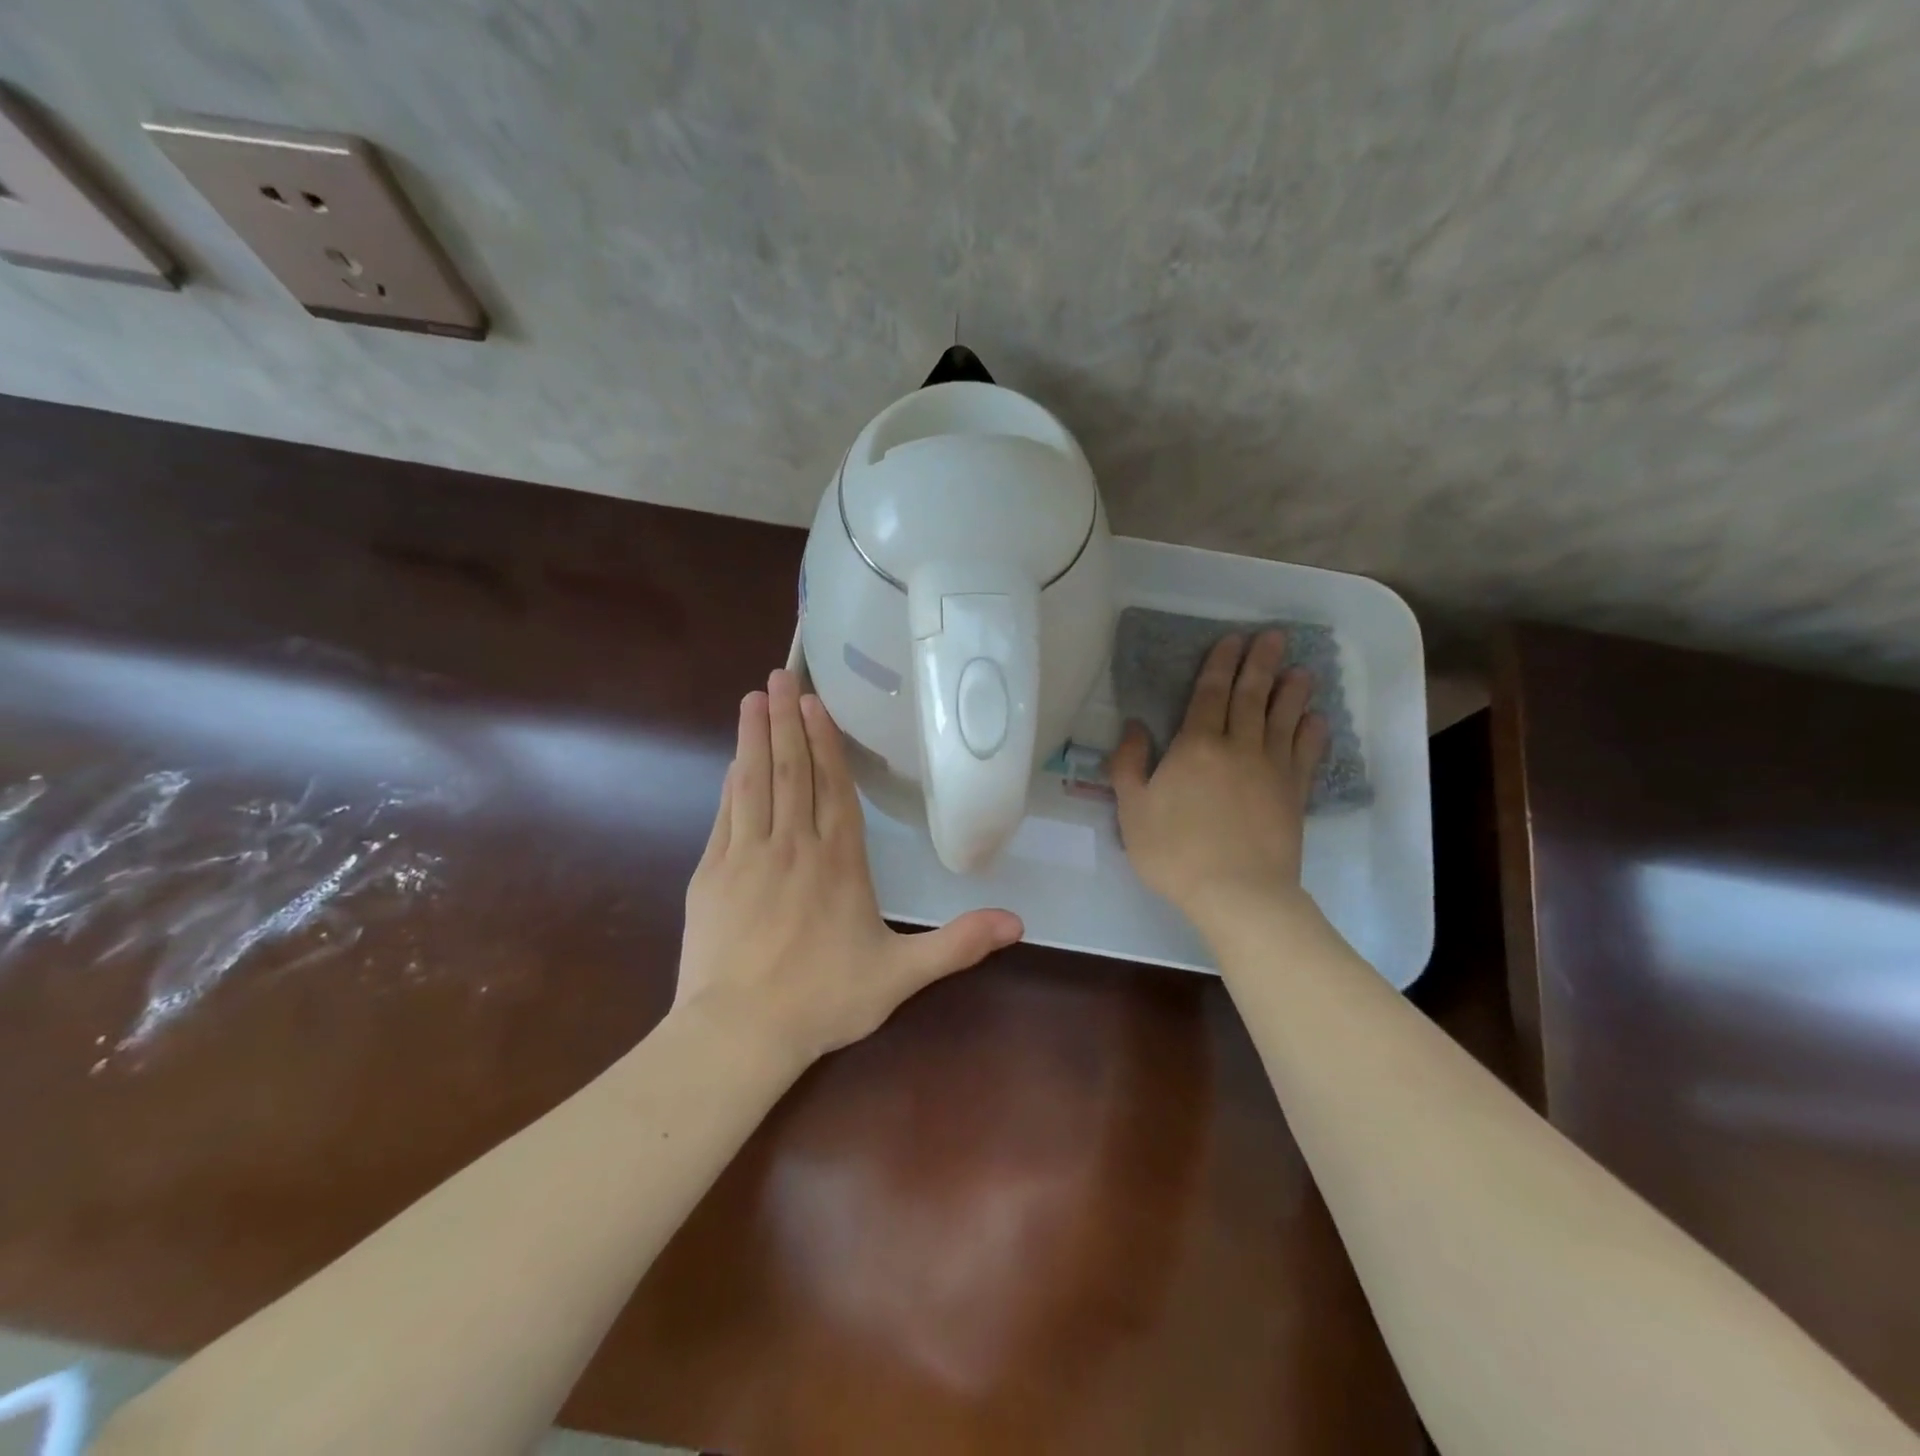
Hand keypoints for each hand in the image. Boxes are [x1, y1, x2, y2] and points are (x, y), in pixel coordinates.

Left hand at [675, 669, 1023, 1067]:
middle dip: (787, 721)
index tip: (816, 704)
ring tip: (755, 698)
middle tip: (780, 677)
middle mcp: (793, 846)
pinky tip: (734, 761)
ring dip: (756, 738)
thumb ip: (957, 944)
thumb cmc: (824, 999)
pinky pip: (727, 815)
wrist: (740, 1032)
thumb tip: (1018, 922)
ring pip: (755, 783)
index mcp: (839, 862)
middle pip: (792, 771)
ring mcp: (748, 856)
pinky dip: (732, 783)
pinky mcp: (713, 873)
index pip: (834, 788)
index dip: (826, 743)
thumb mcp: (901, 975)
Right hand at [1110, 630, 1327, 920]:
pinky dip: (1313, 733)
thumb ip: (1129, 765)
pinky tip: (1317, 720)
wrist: (1237, 893)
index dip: (1220, 664)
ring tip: (1302, 669)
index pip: (1210, 694)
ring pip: (1284, 719)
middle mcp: (1238, 747)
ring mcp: (1272, 770)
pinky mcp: (1294, 794)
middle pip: (1251, 697)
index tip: (1233, 639)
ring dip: (1292, 692)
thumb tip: (1135, 727)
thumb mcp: (1132, 810)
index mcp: (1196, 746)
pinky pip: (1306, 755)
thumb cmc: (1175, 851)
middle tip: (1275, 637)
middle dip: (1261, 664)